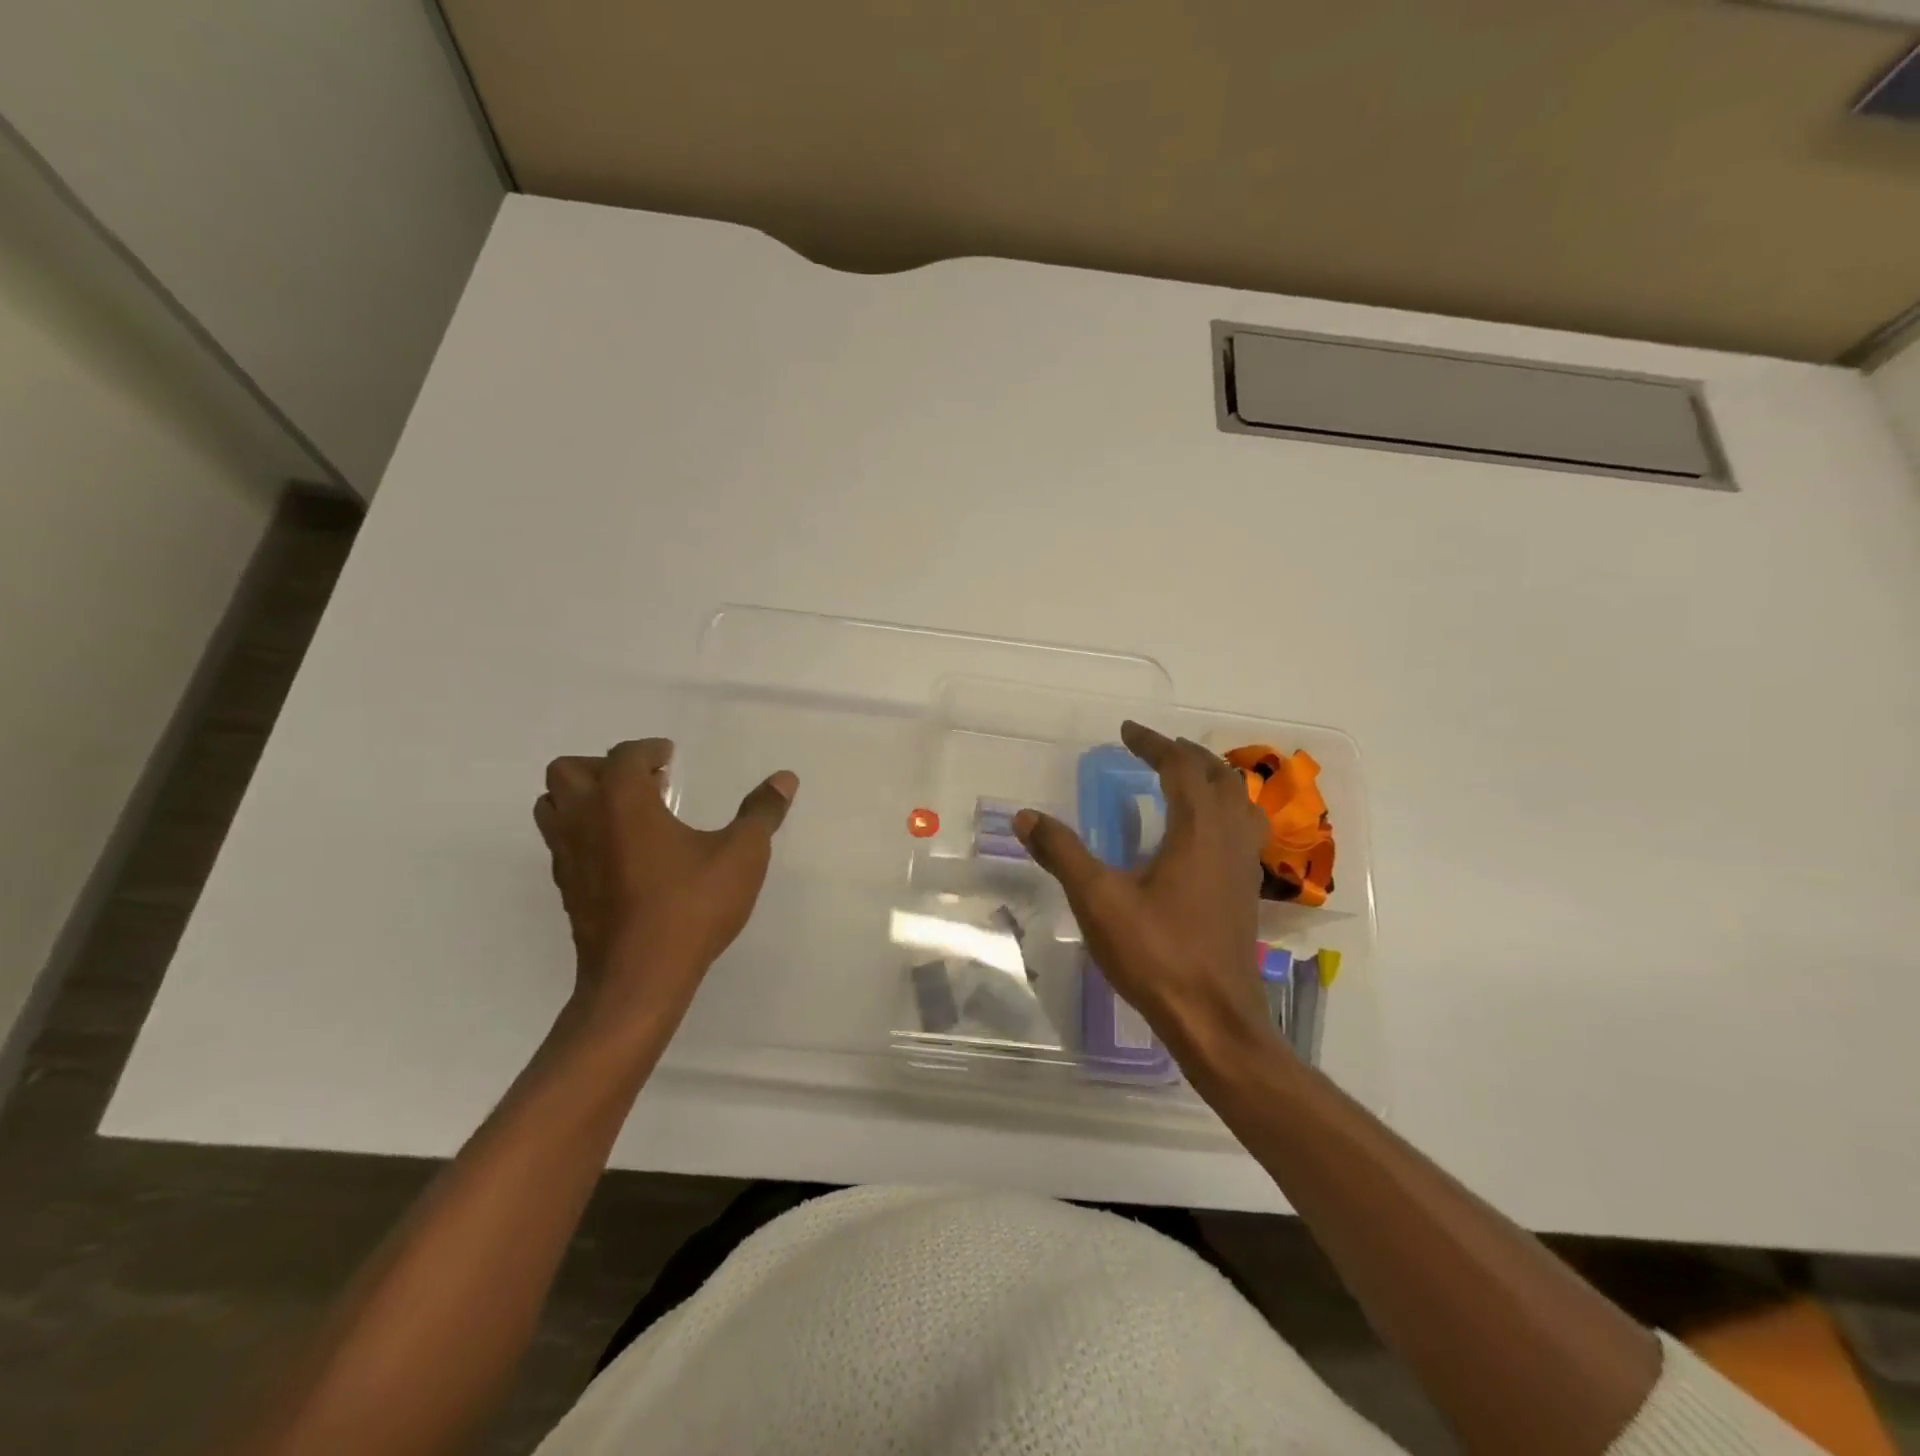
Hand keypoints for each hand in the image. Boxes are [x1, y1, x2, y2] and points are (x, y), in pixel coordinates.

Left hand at [534, 738, 796, 1027]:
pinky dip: (583, 833)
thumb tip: (784, 778)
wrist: (639, 979)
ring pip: (552, 806)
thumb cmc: (691, 907)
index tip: (671, 758)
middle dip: (604, 766)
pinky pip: (560, 842)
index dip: (650, 750)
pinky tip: (623, 854)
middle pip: (568, 770)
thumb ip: (762, 813)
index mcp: (623, 800)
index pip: (625, 754)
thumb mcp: (742, 855)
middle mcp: (584, 819)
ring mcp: (567, 856)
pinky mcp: (566, 889)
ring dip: (583, 798)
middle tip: (645, 783)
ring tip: (628, 813)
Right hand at [1014, 721, 1281, 1063]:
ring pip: (1238, 802)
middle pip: (1219, 777)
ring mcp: (1243, 867)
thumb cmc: (1157, 954)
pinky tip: (1198, 835)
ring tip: (1182, 778)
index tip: (1127, 731)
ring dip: (1211, 780)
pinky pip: (1241, 830)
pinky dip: (1222, 810)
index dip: (1153, 743)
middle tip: (1152, 749)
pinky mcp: (1245, 892)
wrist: (1214, 1019)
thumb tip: (1026, 817)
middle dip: (1185, 755)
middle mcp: (1228, 839)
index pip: (1181, 767)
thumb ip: (1062, 853)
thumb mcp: (1098, 900)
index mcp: (1198, 831)